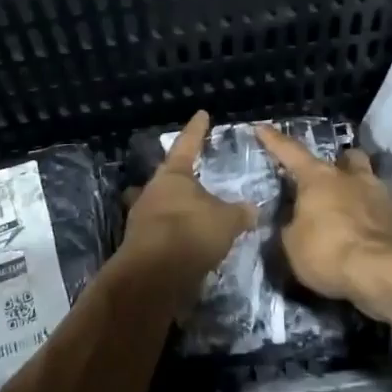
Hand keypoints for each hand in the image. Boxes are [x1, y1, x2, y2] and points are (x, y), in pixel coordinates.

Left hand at [120, 111, 255, 304]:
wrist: (154, 277)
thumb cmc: (191, 232)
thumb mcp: (227, 221)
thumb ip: (239, 212)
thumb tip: (252, 209)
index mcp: (172, 175)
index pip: (187, 144)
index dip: (197, 130)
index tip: (202, 115)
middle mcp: (152, 192)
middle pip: (166, 178)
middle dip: (178, 177)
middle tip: (193, 176)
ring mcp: (141, 219)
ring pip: (158, 205)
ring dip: (173, 209)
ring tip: (192, 213)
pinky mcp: (139, 246)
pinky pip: (159, 232)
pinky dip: (173, 235)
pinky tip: (187, 243)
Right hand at [254, 123, 391, 302]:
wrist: (382, 273)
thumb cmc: (328, 252)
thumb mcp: (291, 244)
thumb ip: (289, 226)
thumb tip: (292, 221)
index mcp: (318, 178)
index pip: (290, 152)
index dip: (274, 140)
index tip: (262, 128)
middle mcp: (350, 177)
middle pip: (346, 157)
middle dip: (338, 163)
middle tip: (328, 179)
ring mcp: (379, 195)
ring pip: (368, 178)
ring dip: (358, 187)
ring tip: (349, 206)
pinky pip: (381, 208)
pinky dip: (372, 215)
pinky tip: (365, 230)